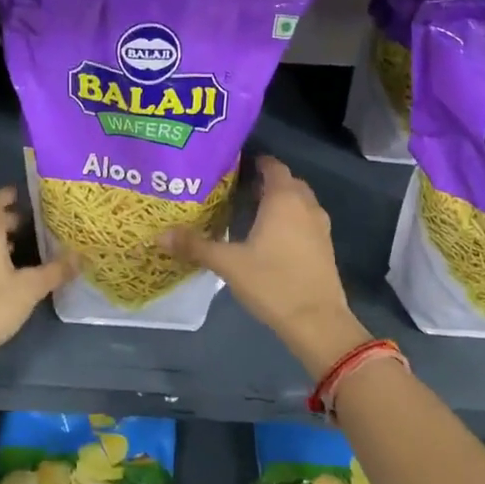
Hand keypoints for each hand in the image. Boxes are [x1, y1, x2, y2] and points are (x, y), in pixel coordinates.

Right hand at [165, 155, 369, 379]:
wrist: (317, 321)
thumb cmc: (272, 283)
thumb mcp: (228, 264)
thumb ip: (195, 246)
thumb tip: (159, 235)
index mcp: (284, 199)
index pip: (272, 166)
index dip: (254, 162)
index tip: (232, 166)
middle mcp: (306, 205)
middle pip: (286, 182)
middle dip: (264, 182)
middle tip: (235, 190)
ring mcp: (320, 226)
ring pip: (298, 202)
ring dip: (278, 202)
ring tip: (249, 211)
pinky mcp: (325, 246)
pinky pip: (305, 220)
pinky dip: (289, 220)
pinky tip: (269, 238)